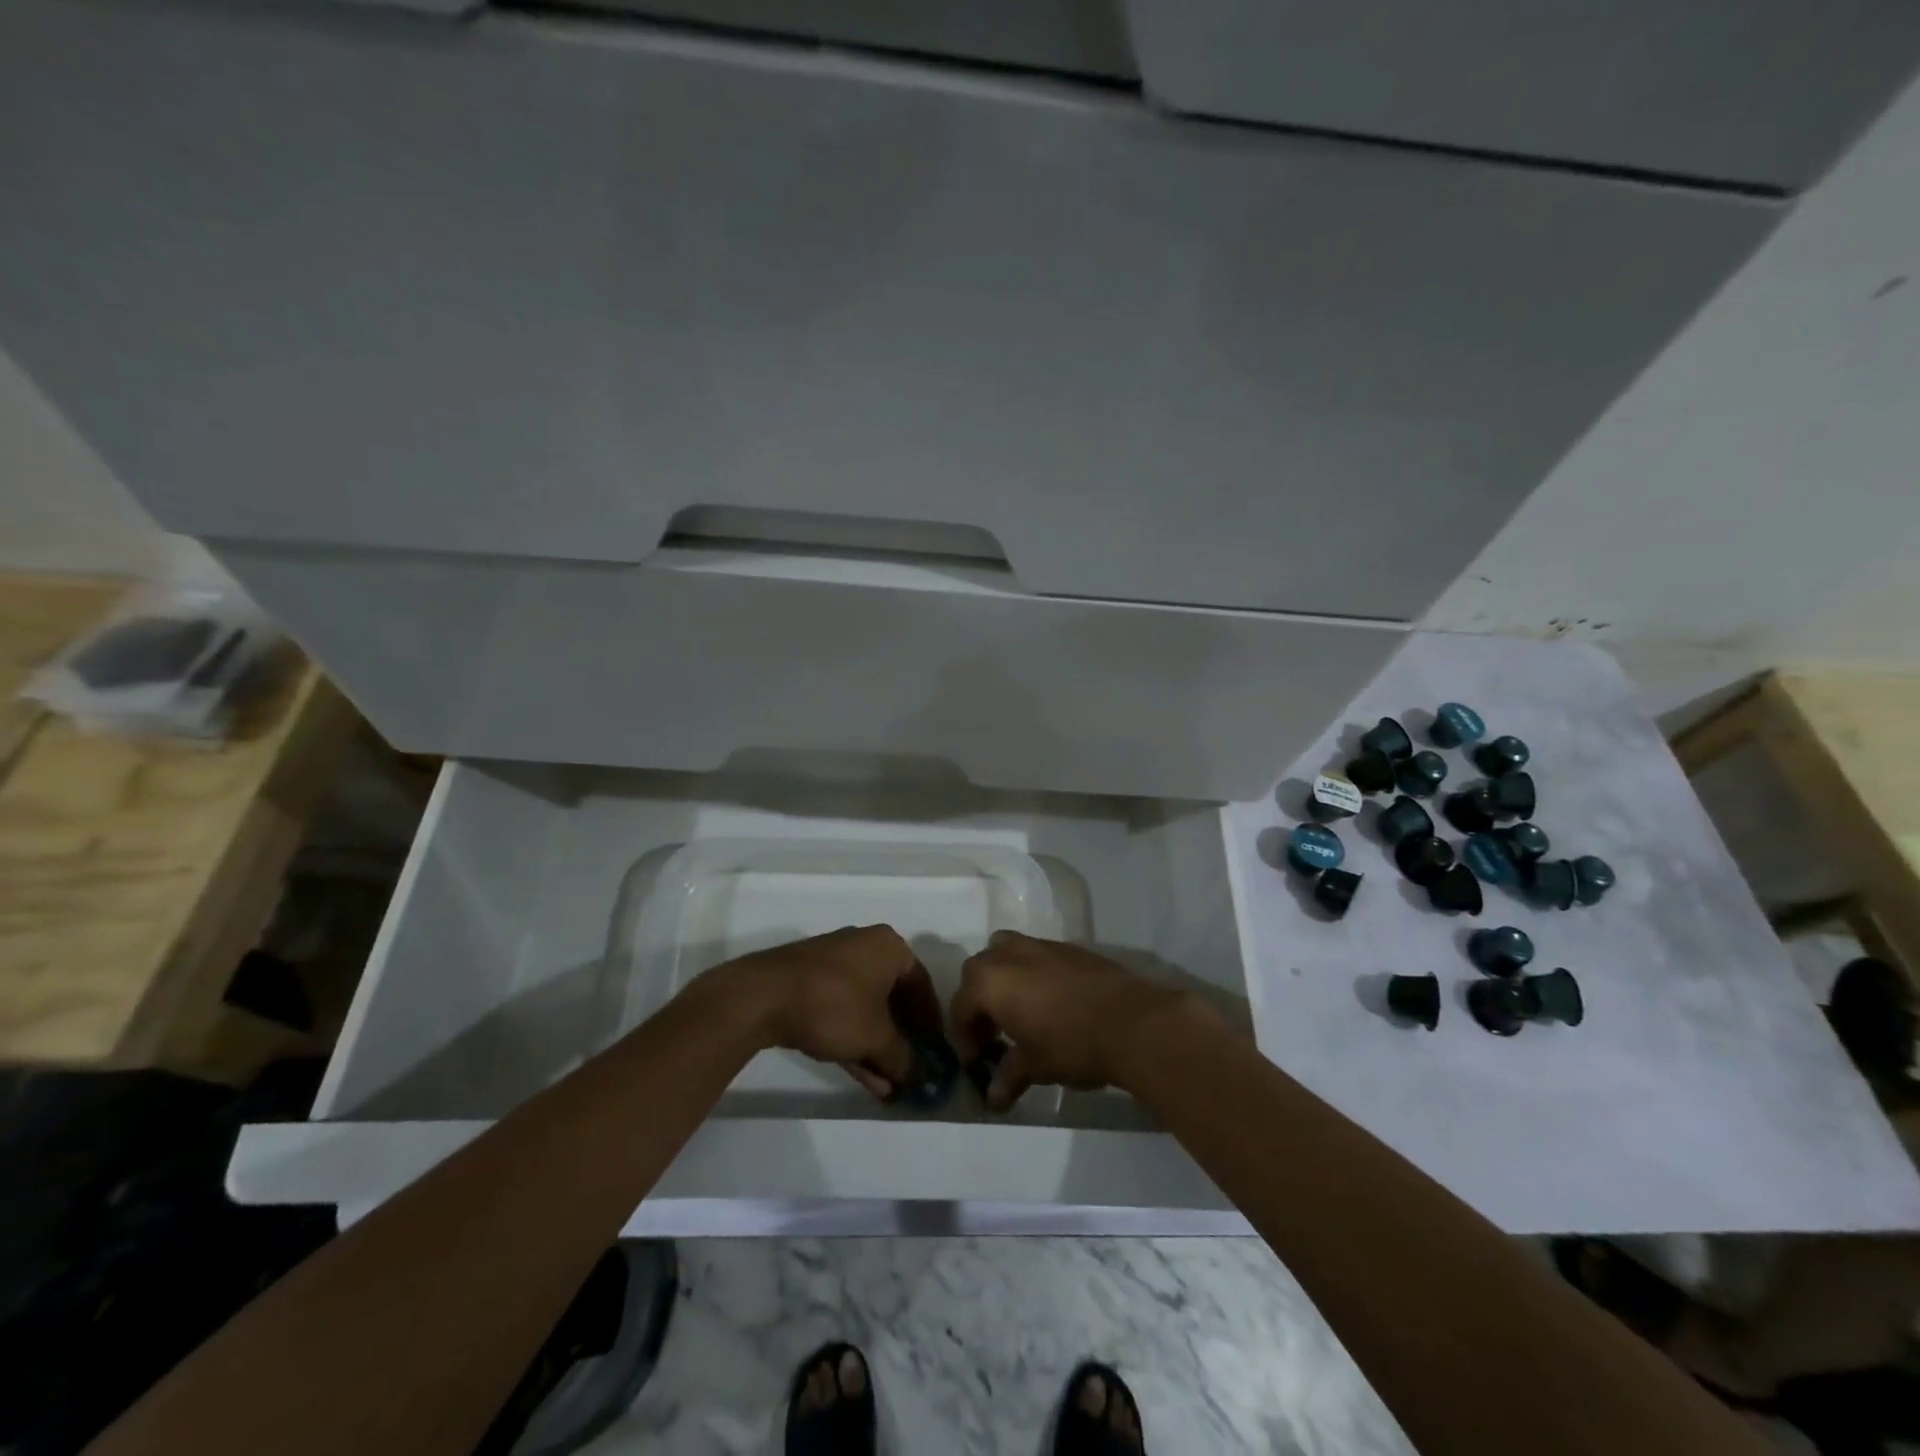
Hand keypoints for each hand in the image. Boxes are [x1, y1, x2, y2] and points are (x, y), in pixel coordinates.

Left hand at [706, 926, 941, 1099]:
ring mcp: (833, 965)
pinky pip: (843, 1012)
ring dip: (878, 1047)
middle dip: (902, 1039)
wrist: (762, 996)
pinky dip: (855, 1040)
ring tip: (889, 1086)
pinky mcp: (809, 984)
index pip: (921, 984)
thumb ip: (904, 1058)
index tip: (935, 1052)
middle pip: (893, 997)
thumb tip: (924, 1078)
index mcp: (889, 947)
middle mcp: (864, 947)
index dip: (931, 1021)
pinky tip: (864, 1077)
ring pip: (866, 1009)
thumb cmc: (833, 1005)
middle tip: (912, 1070)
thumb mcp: (875, 1037)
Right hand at [949, 931, 1189, 1110]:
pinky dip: (1031, 975)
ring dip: (1003, 979)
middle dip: (979, 1002)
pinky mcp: (1068, 947)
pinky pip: (1035, 956)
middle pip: (978, 973)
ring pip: (1005, 953)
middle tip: (994, 1034)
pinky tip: (1050, 1004)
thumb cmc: (1071, 1044)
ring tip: (1019, 1012)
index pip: (960, 1007)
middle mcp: (1008, 954)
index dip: (964, 1037)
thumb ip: (1009, 1076)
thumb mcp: (1035, 1066)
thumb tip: (993, 1098)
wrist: (1131, 1021)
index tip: (977, 1062)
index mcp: (989, 981)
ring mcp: (1039, 946)